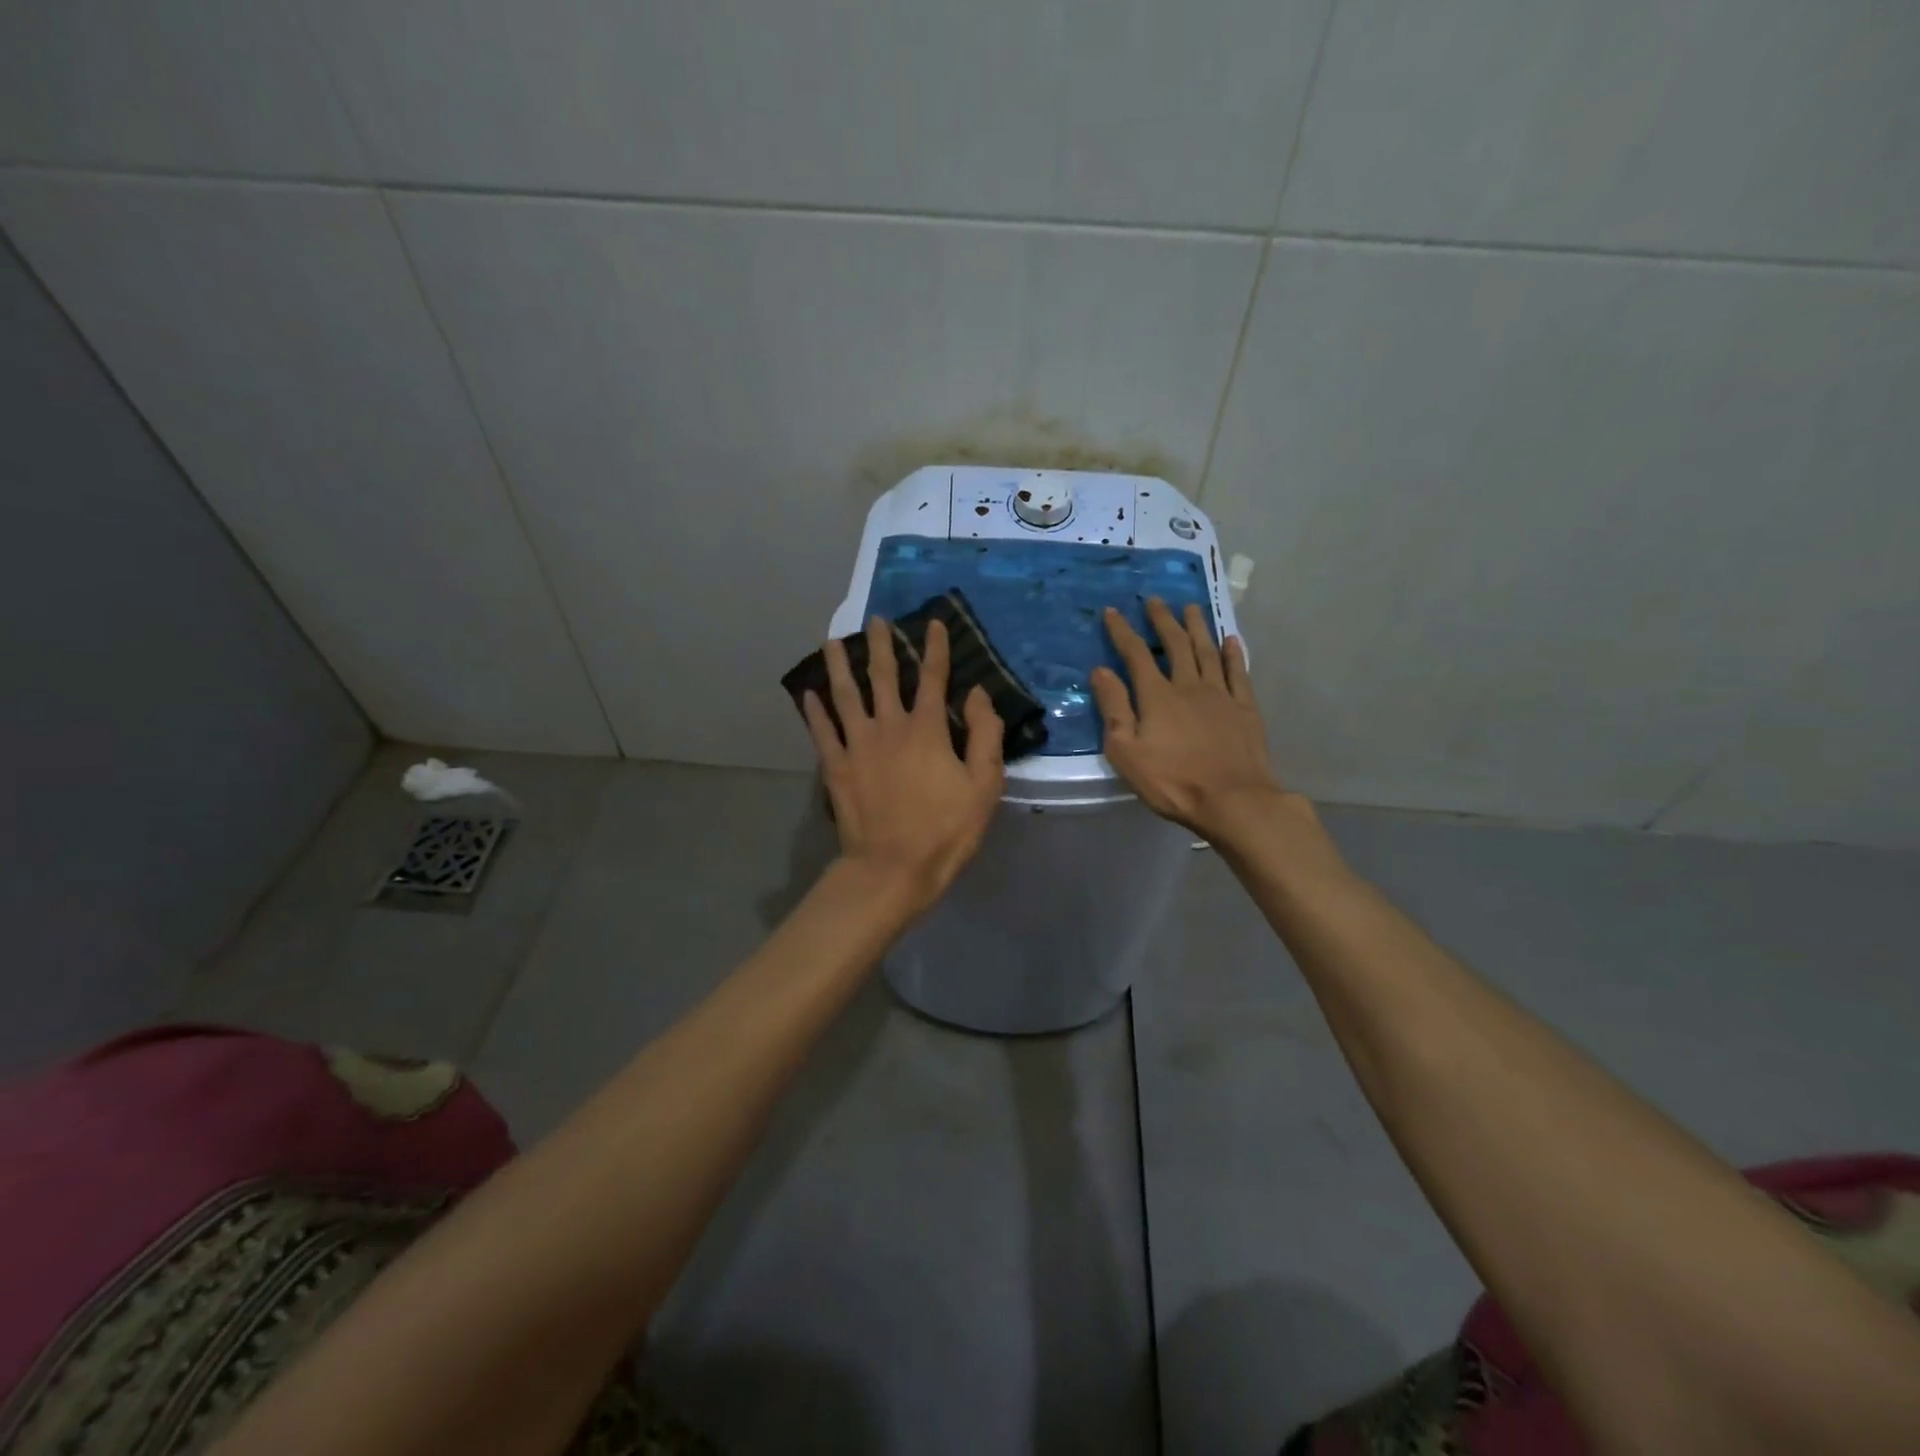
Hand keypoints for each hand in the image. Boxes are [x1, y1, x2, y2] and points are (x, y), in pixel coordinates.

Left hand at [802, 616, 1004, 916]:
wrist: (892, 868)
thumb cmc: (945, 829)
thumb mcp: (984, 785)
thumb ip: (985, 734)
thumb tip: (978, 693)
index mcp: (927, 729)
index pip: (933, 678)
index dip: (935, 648)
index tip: (932, 622)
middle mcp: (889, 727)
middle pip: (883, 676)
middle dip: (881, 645)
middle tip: (874, 620)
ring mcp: (857, 746)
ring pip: (845, 695)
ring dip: (839, 666)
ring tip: (831, 641)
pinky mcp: (836, 768)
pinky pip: (822, 732)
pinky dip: (814, 711)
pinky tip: (808, 694)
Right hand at [1089, 598, 1286, 841]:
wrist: (1233, 800)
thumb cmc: (1172, 781)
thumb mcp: (1126, 751)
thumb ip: (1114, 708)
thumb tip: (1100, 671)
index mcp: (1157, 696)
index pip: (1136, 654)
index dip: (1122, 632)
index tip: (1112, 611)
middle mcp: (1189, 685)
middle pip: (1175, 645)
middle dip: (1162, 620)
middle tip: (1155, 600)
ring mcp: (1221, 695)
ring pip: (1207, 651)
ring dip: (1197, 627)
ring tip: (1191, 607)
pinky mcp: (1245, 709)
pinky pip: (1238, 672)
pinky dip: (1233, 653)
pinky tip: (1231, 640)